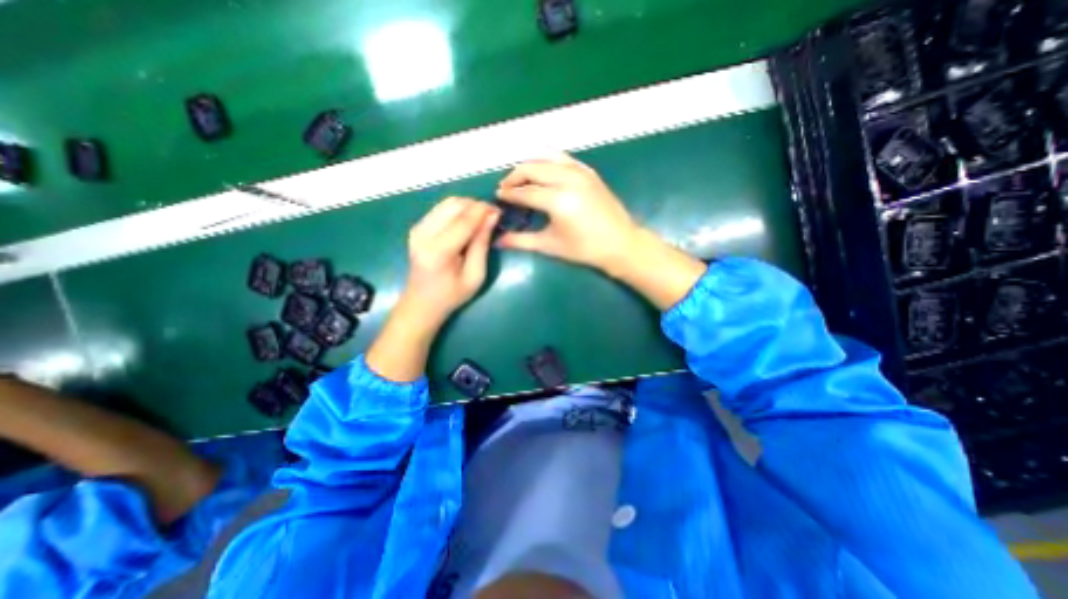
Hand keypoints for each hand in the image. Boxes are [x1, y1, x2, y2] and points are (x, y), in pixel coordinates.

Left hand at [403, 194, 502, 326]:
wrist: (421, 302)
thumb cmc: (452, 295)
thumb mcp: (475, 275)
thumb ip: (482, 244)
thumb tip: (492, 217)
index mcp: (438, 251)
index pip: (464, 220)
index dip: (483, 211)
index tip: (499, 210)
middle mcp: (424, 234)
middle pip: (454, 205)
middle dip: (476, 205)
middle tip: (492, 216)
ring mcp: (417, 228)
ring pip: (447, 202)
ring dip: (467, 206)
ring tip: (482, 218)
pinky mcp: (417, 226)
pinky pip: (441, 208)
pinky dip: (458, 210)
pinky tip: (467, 221)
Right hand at [494, 152, 636, 274]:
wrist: (620, 243)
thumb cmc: (584, 249)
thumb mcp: (550, 245)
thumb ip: (521, 241)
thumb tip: (498, 241)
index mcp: (558, 200)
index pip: (524, 192)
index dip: (508, 194)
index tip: (498, 197)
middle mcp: (567, 179)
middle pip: (532, 169)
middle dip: (514, 176)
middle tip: (506, 188)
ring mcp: (580, 172)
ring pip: (546, 158)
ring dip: (529, 166)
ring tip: (521, 179)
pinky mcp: (589, 171)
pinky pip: (562, 158)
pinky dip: (548, 160)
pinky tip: (542, 170)